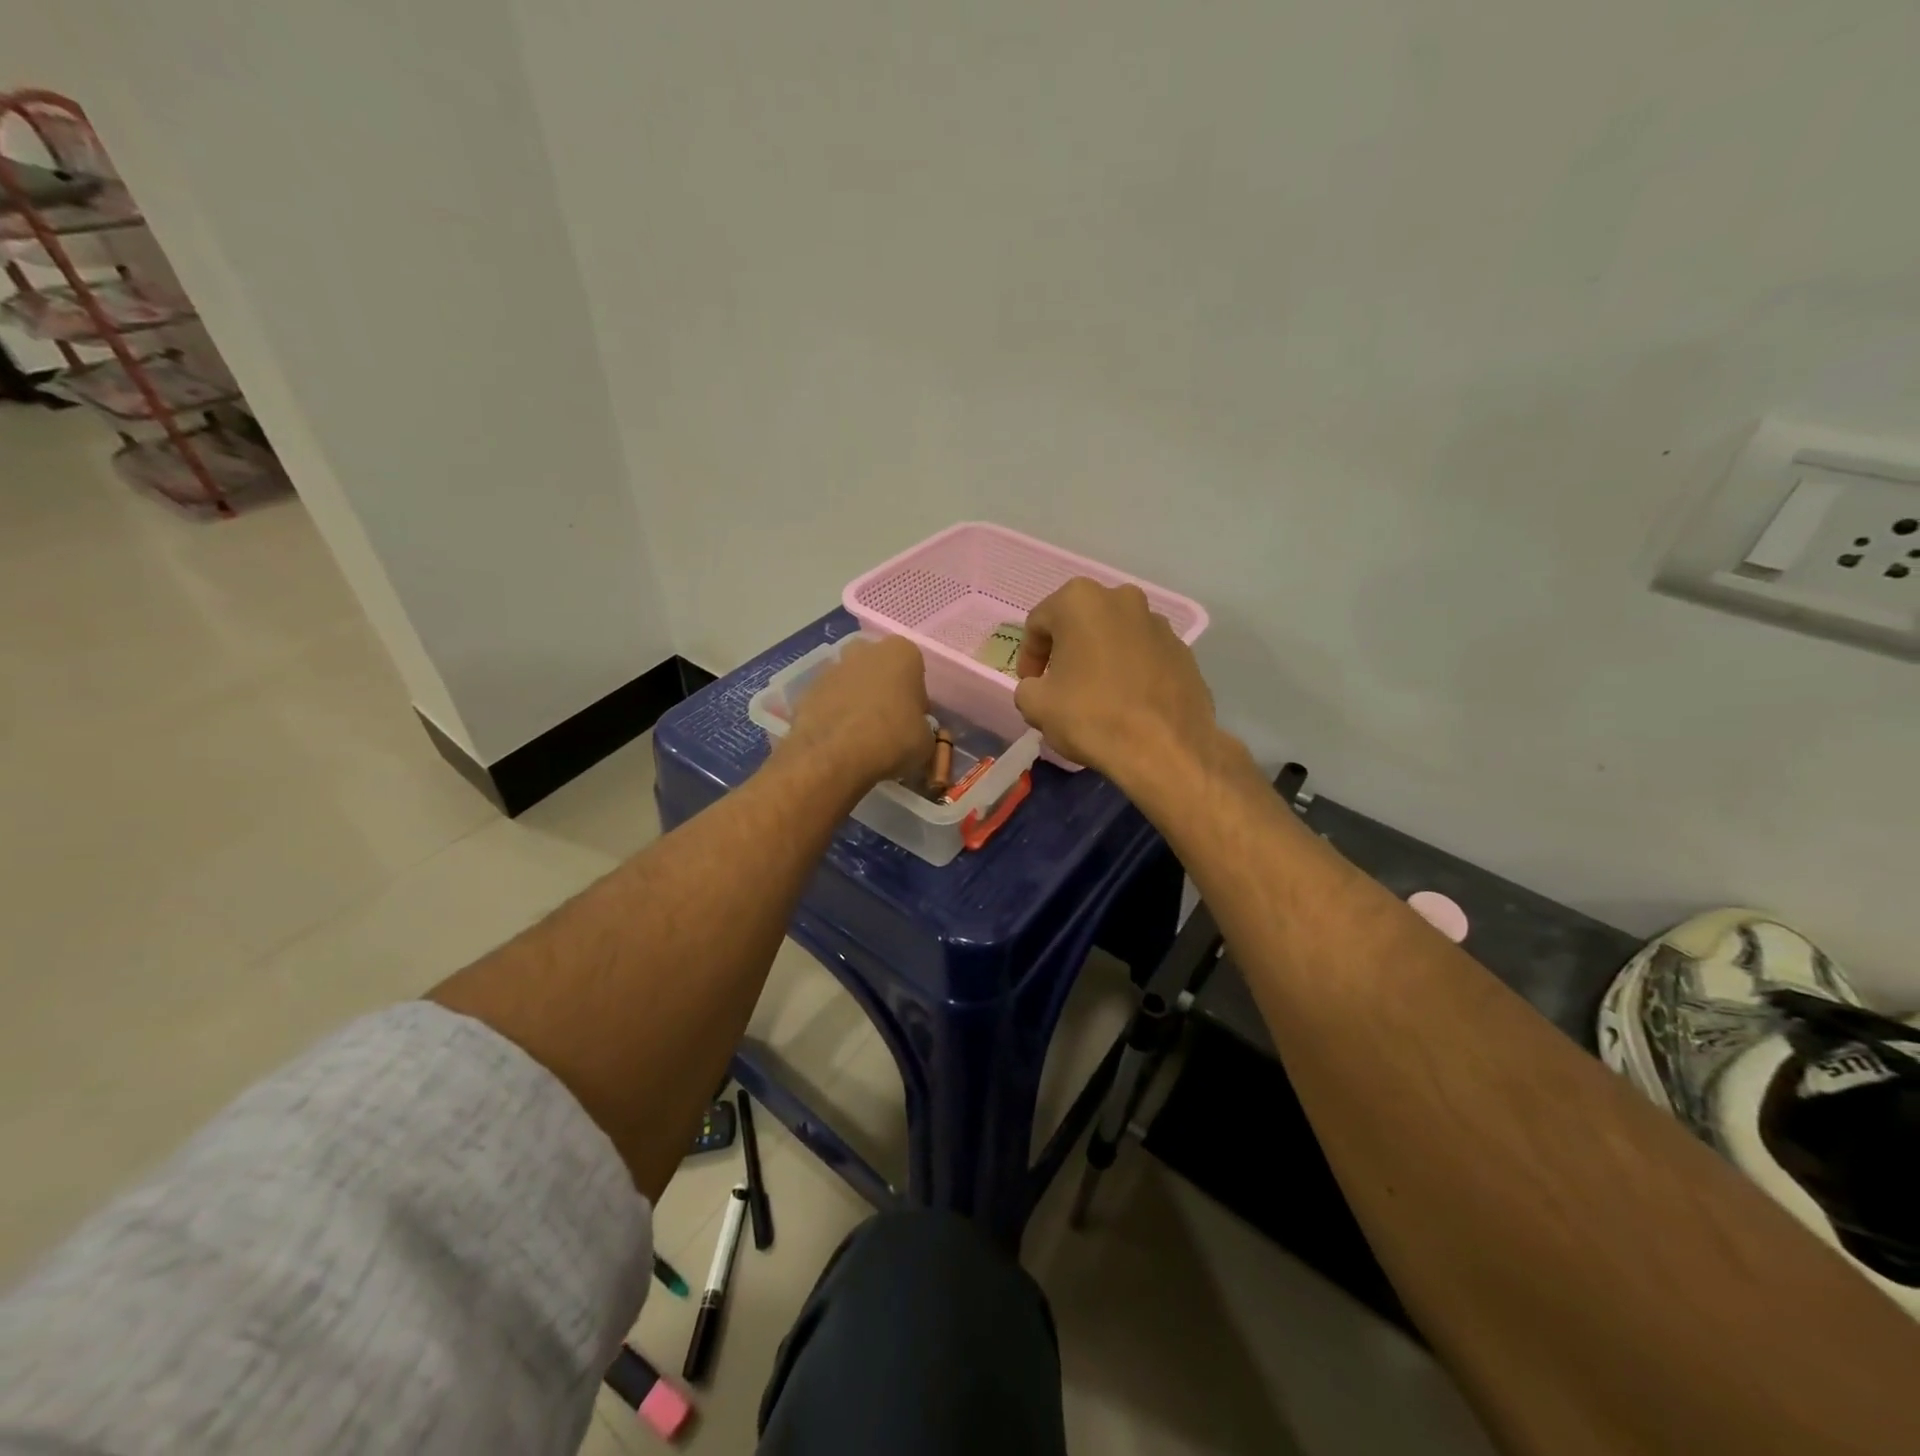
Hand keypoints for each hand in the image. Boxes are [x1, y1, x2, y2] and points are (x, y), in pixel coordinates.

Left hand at [784, 635, 933, 789]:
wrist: (834, 756)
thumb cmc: (892, 739)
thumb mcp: (926, 741)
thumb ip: (922, 727)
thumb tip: (914, 732)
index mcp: (901, 653)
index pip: (915, 669)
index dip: (915, 695)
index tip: (913, 718)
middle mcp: (865, 650)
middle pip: (878, 666)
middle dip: (881, 687)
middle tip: (887, 722)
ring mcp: (832, 668)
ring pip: (850, 681)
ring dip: (856, 700)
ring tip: (860, 735)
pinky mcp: (807, 690)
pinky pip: (828, 700)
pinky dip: (834, 715)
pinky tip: (839, 741)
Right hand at [1014, 578, 1217, 787]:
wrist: (1166, 750)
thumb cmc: (1092, 717)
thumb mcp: (1036, 706)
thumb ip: (1027, 687)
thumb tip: (1040, 687)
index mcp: (1080, 601)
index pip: (1038, 623)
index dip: (1029, 656)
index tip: (1031, 684)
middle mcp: (1122, 599)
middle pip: (1079, 624)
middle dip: (1065, 651)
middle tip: (1058, 686)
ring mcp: (1158, 624)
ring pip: (1114, 637)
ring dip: (1099, 659)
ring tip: (1095, 696)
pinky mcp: (1183, 651)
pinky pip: (1143, 656)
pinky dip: (1129, 672)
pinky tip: (1126, 704)